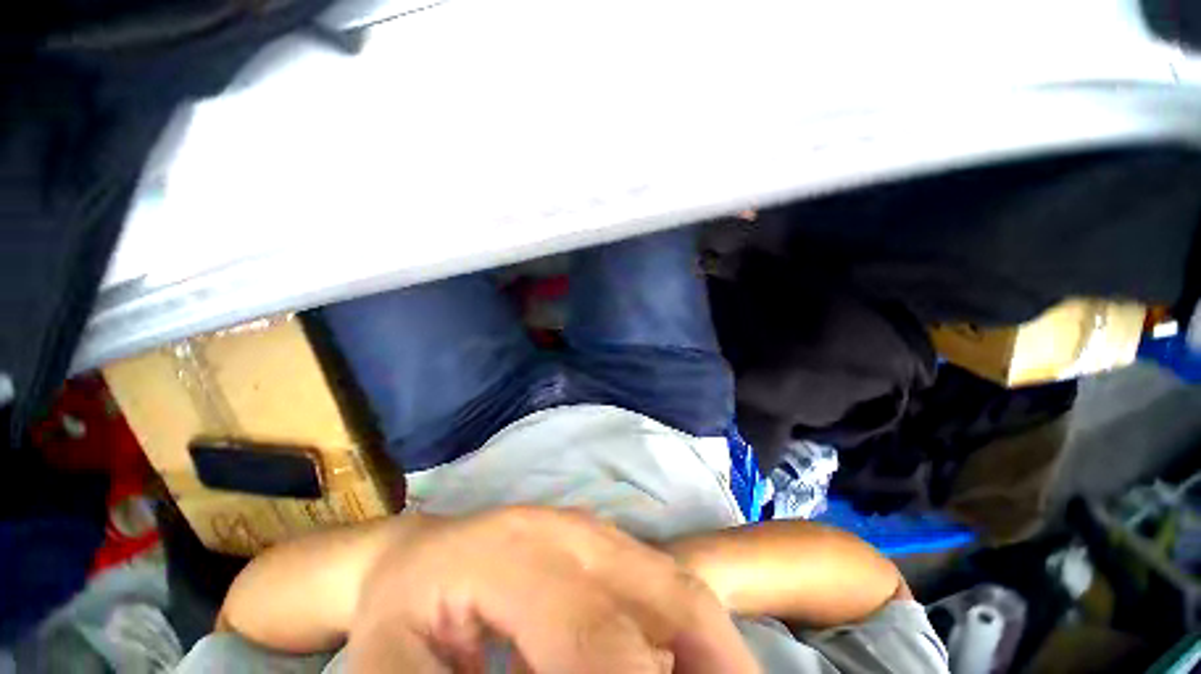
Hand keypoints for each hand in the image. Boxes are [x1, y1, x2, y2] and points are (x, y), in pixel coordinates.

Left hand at [347, 507, 759, 672]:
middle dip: (709, 669)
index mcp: (517, 556)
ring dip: (715, 653)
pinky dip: (697, 636)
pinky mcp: (606, 543)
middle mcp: (573, 533)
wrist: (422, 555)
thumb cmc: (403, 614)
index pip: (596, 636)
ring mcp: (596, 531)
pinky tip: (691, 672)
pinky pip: (668, 586)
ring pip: (679, 588)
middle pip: (665, 601)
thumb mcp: (394, 671)